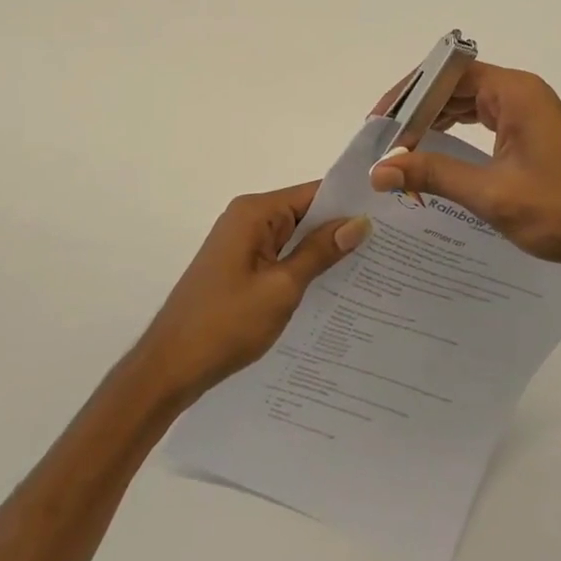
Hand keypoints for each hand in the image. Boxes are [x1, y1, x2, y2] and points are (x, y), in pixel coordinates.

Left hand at [134, 184, 369, 402]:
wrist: (170, 367)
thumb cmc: (226, 323)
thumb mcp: (282, 288)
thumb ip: (320, 253)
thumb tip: (359, 222)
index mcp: (254, 213)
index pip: (313, 193)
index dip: (349, 203)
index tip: (389, 213)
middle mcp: (246, 219)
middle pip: (304, 213)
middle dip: (340, 229)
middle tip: (389, 244)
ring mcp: (241, 244)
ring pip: (294, 238)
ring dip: (324, 251)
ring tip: (373, 265)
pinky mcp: (239, 268)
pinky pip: (280, 257)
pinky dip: (303, 268)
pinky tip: (334, 287)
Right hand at [368, 63, 560, 286]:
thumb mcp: (490, 193)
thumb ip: (433, 175)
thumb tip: (380, 170)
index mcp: (514, 92)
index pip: (448, 73)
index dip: (410, 92)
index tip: (381, 118)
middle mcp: (521, 94)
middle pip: (456, 86)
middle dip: (418, 109)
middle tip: (384, 136)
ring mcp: (529, 114)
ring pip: (469, 104)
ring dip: (435, 121)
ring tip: (400, 146)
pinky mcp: (532, 135)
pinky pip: (483, 122)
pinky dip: (456, 134)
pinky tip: (434, 153)